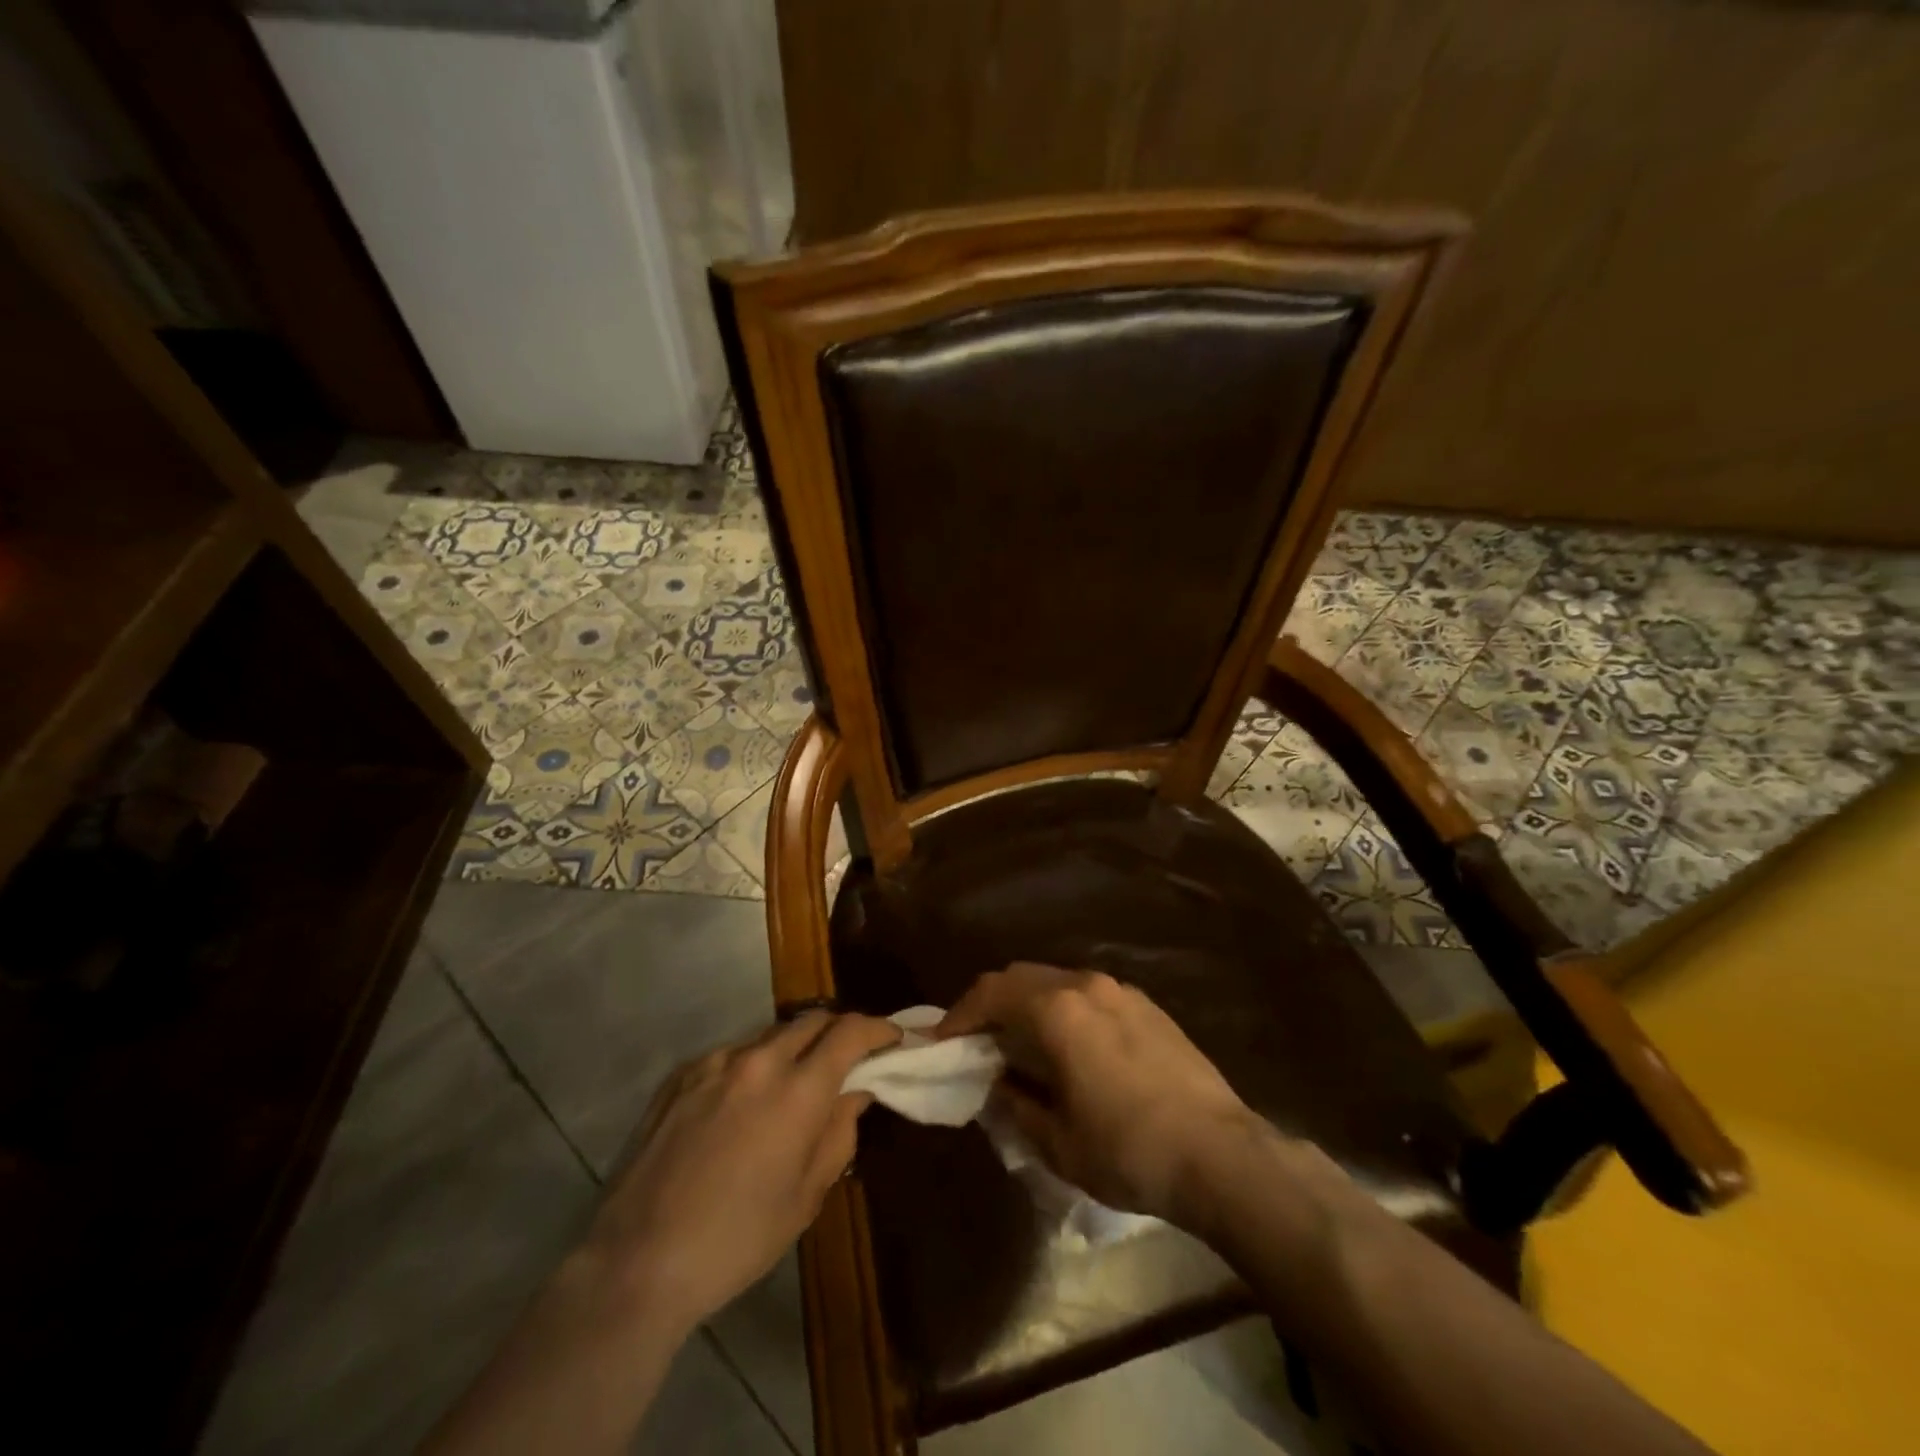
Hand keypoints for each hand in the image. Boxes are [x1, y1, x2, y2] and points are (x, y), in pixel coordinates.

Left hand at [583, 1011, 900, 1329]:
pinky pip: (732, 1054)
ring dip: (795, 1047)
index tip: (893, 1038)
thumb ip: (839, 1133)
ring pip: (771, 1035)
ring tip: (795, 1082)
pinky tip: (745, 1101)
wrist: (636, 1262)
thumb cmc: (736, 1240)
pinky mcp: (681, 1075)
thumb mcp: (806, 1197)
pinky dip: (754, 1064)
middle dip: (839, 1031)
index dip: (878, 1028)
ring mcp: (714, 1063)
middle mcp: (758, 1061)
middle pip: (812, 1020)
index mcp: (797, 1091)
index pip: (849, 1032)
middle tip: (850, 1057)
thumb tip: (855, 1094)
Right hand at [937, 963, 1266, 1227]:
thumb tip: (999, 1085)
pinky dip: (1064, 1008)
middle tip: (975, 1038)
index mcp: (1057, 1010)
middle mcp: (1085, 985)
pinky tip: (1070, 1044)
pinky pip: (1089, 994)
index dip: (960, 1015)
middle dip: (991, 1002)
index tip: (943, 1042)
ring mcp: (1121, 991)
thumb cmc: (1129, 1150)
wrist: (1221, 1154)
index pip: (991, 993)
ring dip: (1029, 1003)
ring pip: (1057, 980)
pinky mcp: (1148, 1006)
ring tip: (1021, 1041)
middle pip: (1021, 977)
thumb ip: (1016, 1104)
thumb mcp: (1057, 1142)